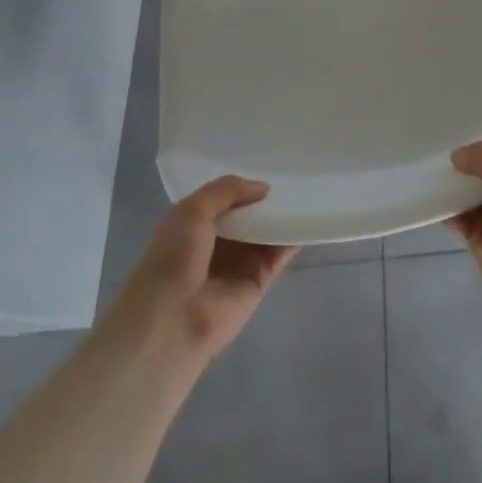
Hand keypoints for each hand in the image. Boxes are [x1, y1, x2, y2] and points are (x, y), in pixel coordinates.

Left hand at [115, 177, 295, 363]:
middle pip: (250, 215)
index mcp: (195, 225)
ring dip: (284, 215)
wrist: (172, 319)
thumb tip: (264, 188)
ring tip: (309, 190)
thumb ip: (228, 190)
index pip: (226, 199)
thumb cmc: (173, 258)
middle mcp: (218, 243)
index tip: (270, 164)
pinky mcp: (259, 281)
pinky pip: (280, 254)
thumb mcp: (192, 209)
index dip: (244, 184)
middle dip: (268, 199)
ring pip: (267, 232)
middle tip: (296, 173)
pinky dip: (294, 238)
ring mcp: (240, 263)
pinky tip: (309, 218)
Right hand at [447, 142, 481, 320]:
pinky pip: (467, 226)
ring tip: (433, 176)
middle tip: (443, 156)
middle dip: (472, 171)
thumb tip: (457, 156)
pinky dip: (452, 216)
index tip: (467, 140)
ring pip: (478, 203)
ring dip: (459, 193)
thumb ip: (481, 156)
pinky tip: (435, 204)